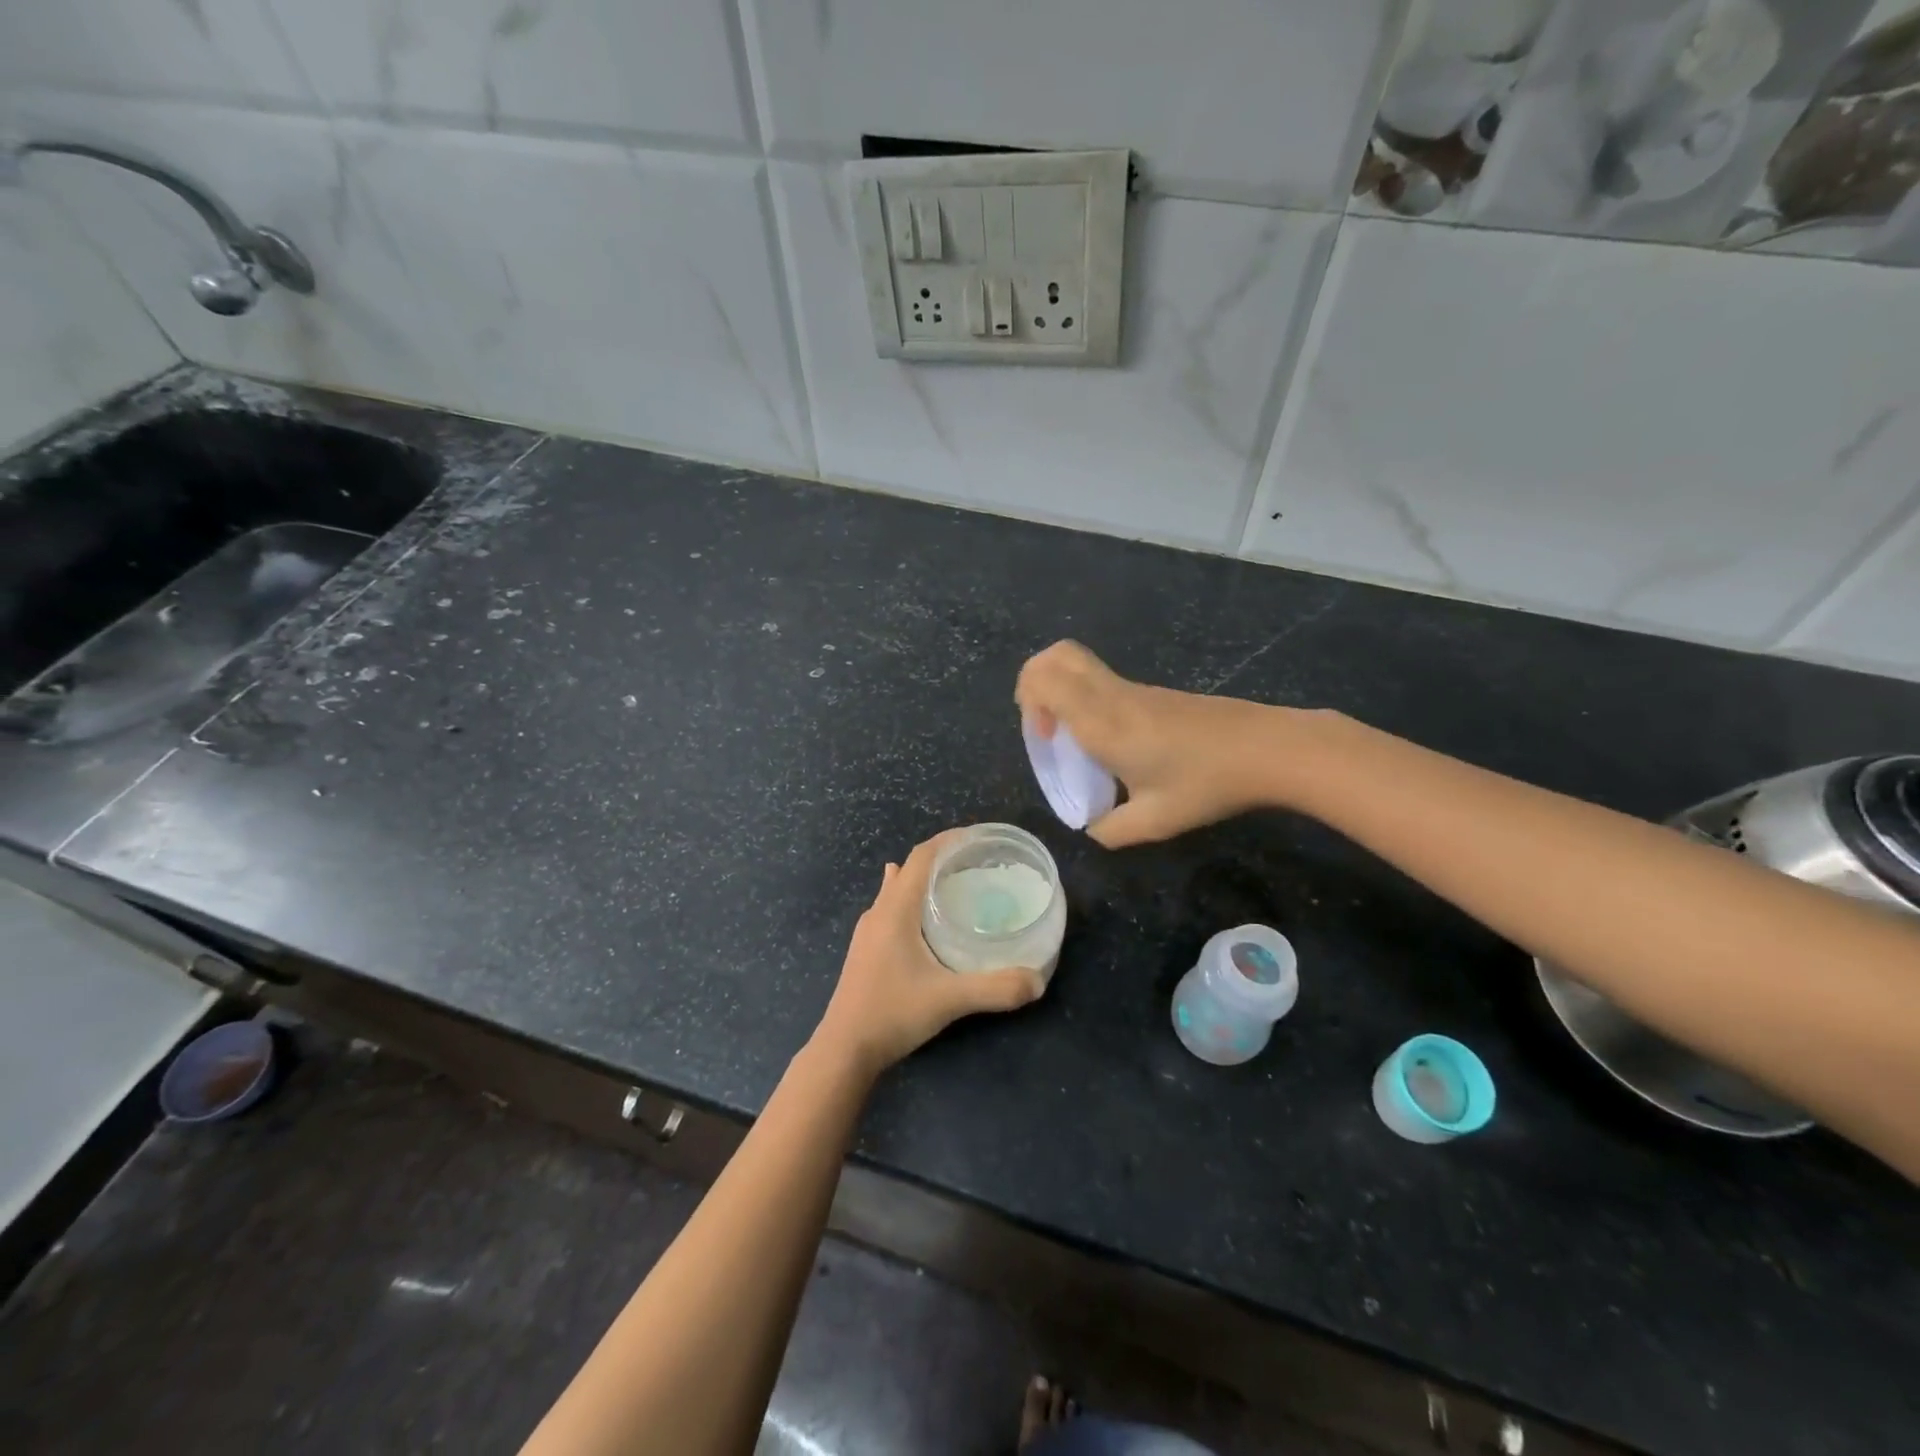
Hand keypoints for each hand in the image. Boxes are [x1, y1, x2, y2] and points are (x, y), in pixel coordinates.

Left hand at [812, 832, 1043, 1079]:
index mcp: (895, 910)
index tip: (978, 837)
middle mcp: (878, 912)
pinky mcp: (866, 949)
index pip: (921, 856)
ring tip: (956, 884)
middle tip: (978, 864)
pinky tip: (922, 917)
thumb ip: (995, 989)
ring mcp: (868, 931)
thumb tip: (1038, 981)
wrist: (844, 1049)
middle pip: (909, 869)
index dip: (948, 840)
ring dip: (924, 880)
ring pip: (897, 889)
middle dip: (942, 859)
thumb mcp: (949, 999)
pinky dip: (911, 901)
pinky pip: (890, 907)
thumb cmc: (892, 1013)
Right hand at [1015, 640, 1294, 847]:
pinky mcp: (1153, 693)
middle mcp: (1111, 696)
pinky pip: (1100, 679)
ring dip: (1059, 690)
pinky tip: (1108, 740)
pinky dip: (1084, 697)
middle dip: (1033, 682)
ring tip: (1070, 734)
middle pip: (1056, 655)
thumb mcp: (1154, 821)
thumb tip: (1093, 828)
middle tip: (1043, 724)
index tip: (1046, 739)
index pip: (1044, 680)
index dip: (1029, 703)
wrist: (1267, 749)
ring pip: (1078, 663)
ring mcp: (1134, 690)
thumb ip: (1111, 830)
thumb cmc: (1205, 783)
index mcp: (1102, 722)